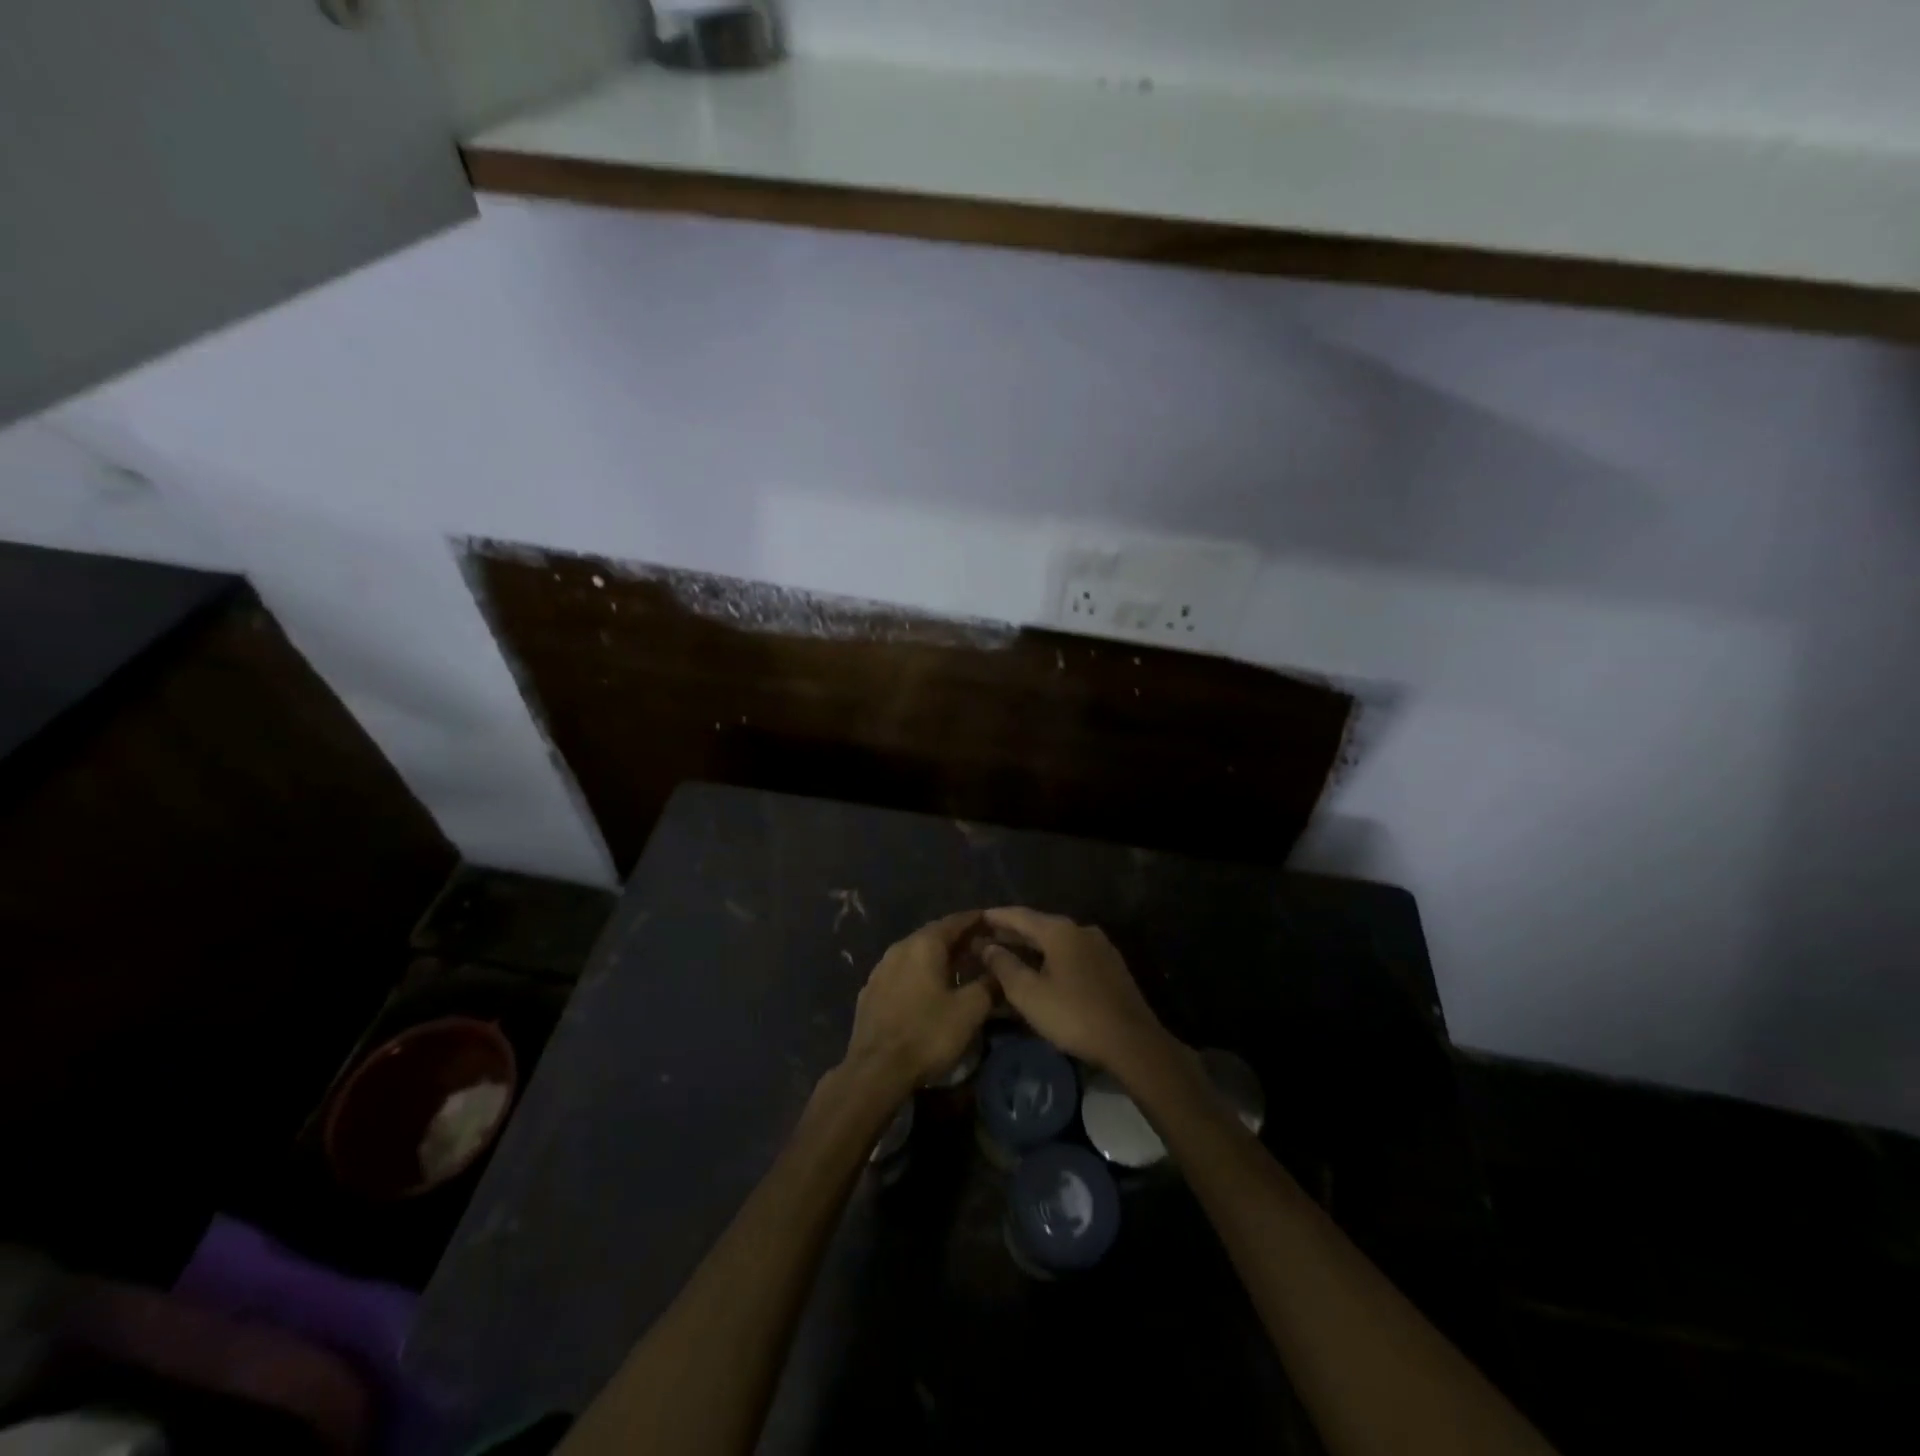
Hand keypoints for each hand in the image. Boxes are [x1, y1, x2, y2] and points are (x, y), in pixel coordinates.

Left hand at [842, 913, 994, 1093]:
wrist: (875, 1071)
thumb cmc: (927, 1034)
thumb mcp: (969, 1011)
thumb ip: (989, 984)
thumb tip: (1001, 970)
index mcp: (924, 945)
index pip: (955, 921)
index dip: (976, 920)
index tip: (994, 923)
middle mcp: (899, 948)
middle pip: (934, 935)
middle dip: (959, 939)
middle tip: (982, 948)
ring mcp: (881, 969)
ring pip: (916, 954)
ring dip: (938, 957)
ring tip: (958, 969)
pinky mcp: (870, 992)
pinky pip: (902, 972)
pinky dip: (919, 974)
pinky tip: (928, 990)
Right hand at [979, 907, 1172, 1073]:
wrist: (1132, 1042)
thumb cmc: (1075, 1015)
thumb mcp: (1029, 994)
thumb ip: (1005, 966)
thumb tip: (988, 947)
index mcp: (1060, 931)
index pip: (1019, 915)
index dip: (995, 917)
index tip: (976, 918)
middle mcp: (1081, 930)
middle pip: (1039, 926)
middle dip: (1012, 933)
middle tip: (987, 940)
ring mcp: (1100, 947)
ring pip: (1057, 941)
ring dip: (1032, 947)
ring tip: (1010, 956)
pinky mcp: (1110, 966)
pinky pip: (1072, 954)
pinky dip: (1051, 958)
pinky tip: (1042, 971)